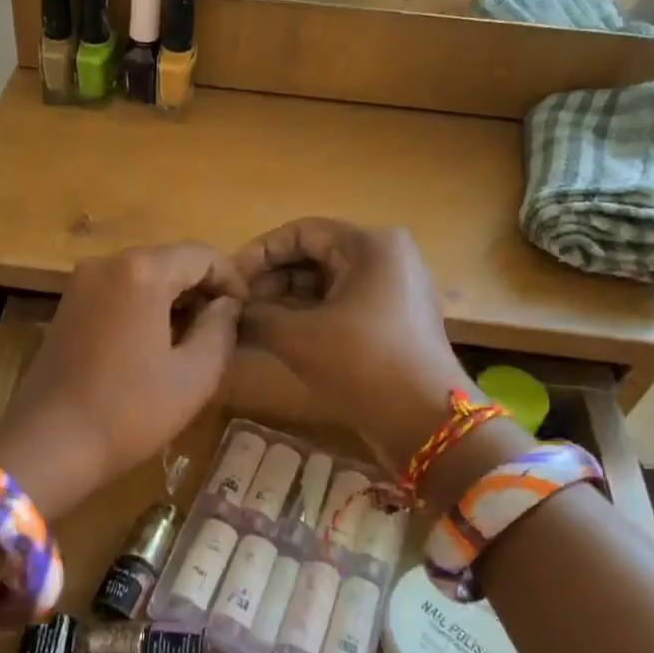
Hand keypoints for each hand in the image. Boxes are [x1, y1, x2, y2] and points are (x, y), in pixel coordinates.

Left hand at [0, 244, 244, 515]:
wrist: (48, 445)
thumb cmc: (130, 411)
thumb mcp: (194, 374)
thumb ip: (220, 328)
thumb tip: (226, 305)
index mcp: (142, 271)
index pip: (203, 255)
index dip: (232, 281)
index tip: (245, 314)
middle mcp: (107, 264)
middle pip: (170, 260)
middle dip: (202, 287)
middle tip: (223, 327)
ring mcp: (81, 283)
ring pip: (143, 275)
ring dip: (173, 298)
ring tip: (193, 338)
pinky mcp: (67, 306)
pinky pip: (118, 292)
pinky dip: (144, 306)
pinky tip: (154, 344)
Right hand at [234, 219, 467, 466]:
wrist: (424, 420)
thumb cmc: (360, 364)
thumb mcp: (297, 337)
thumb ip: (256, 316)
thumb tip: (230, 311)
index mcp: (369, 244)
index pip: (300, 232)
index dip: (258, 254)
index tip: (228, 281)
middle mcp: (386, 256)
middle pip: (314, 255)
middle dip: (271, 279)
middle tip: (236, 306)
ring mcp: (394, 289)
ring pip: (327, 283)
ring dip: (286, 300)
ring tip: (250, 323)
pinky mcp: (393, 319)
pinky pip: (342, 304)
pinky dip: (310, 316)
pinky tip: (278, 336)